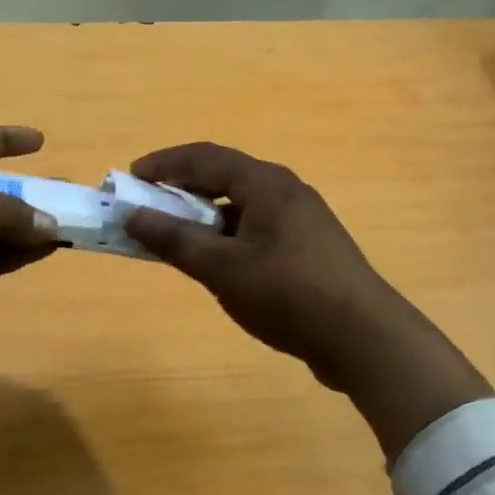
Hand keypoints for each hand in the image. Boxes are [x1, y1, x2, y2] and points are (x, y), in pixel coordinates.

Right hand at [123, 143, 494, 457]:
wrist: (364, 338)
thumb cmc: (288, 294)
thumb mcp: (222, 268)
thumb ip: (175, 239)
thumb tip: (133, 215)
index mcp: (265, 183)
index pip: (204, 157)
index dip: (163, 164)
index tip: (130, 179)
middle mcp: (285, 191)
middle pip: (223, 177)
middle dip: (181, 190)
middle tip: (148, 209)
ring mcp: (301, 219)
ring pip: (240, 206)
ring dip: (204, 217)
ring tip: (176, 239)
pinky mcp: (309, 247)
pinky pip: (256, 228)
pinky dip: (227, 237)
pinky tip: (217, 264)